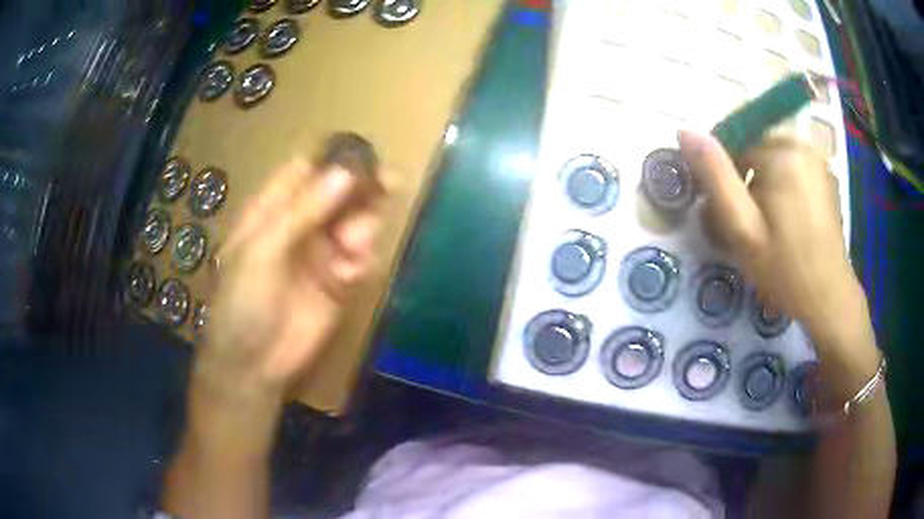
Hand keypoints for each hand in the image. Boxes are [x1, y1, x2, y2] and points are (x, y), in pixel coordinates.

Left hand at [199, 158, 379, 407]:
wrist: (254, 363)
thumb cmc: (243, 301)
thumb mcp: (262, 251)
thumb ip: (303, 212)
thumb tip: (345, 173)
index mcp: (272, 210)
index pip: (306, 170)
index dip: (333, 159)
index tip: (363, 156)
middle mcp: (299, 225)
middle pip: (339, 192)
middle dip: (362, 190)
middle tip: (388, 187)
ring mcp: (321, 253)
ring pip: (356, 222)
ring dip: (363, 228)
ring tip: (355, 248)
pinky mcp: (339, 281)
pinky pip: (362, 258)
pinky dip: (363, 261)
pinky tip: (350, 276)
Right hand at [678, 132, 877, 390]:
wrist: (828, 299)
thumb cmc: (784, 268)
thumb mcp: (742, 228)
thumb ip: (715, 176)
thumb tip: (685, 131)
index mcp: (781, 153)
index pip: (734, 140)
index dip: (724, 173)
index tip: (726, 210)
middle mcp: (801, 145)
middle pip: (755, 146)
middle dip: (745, 178)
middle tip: (747, 223)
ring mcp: (817, 160)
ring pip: (772, 157)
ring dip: (762, 183)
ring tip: (767, 225)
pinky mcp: (824, 176)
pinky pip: (791, 167)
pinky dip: (781, 185)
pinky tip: (786, 220)